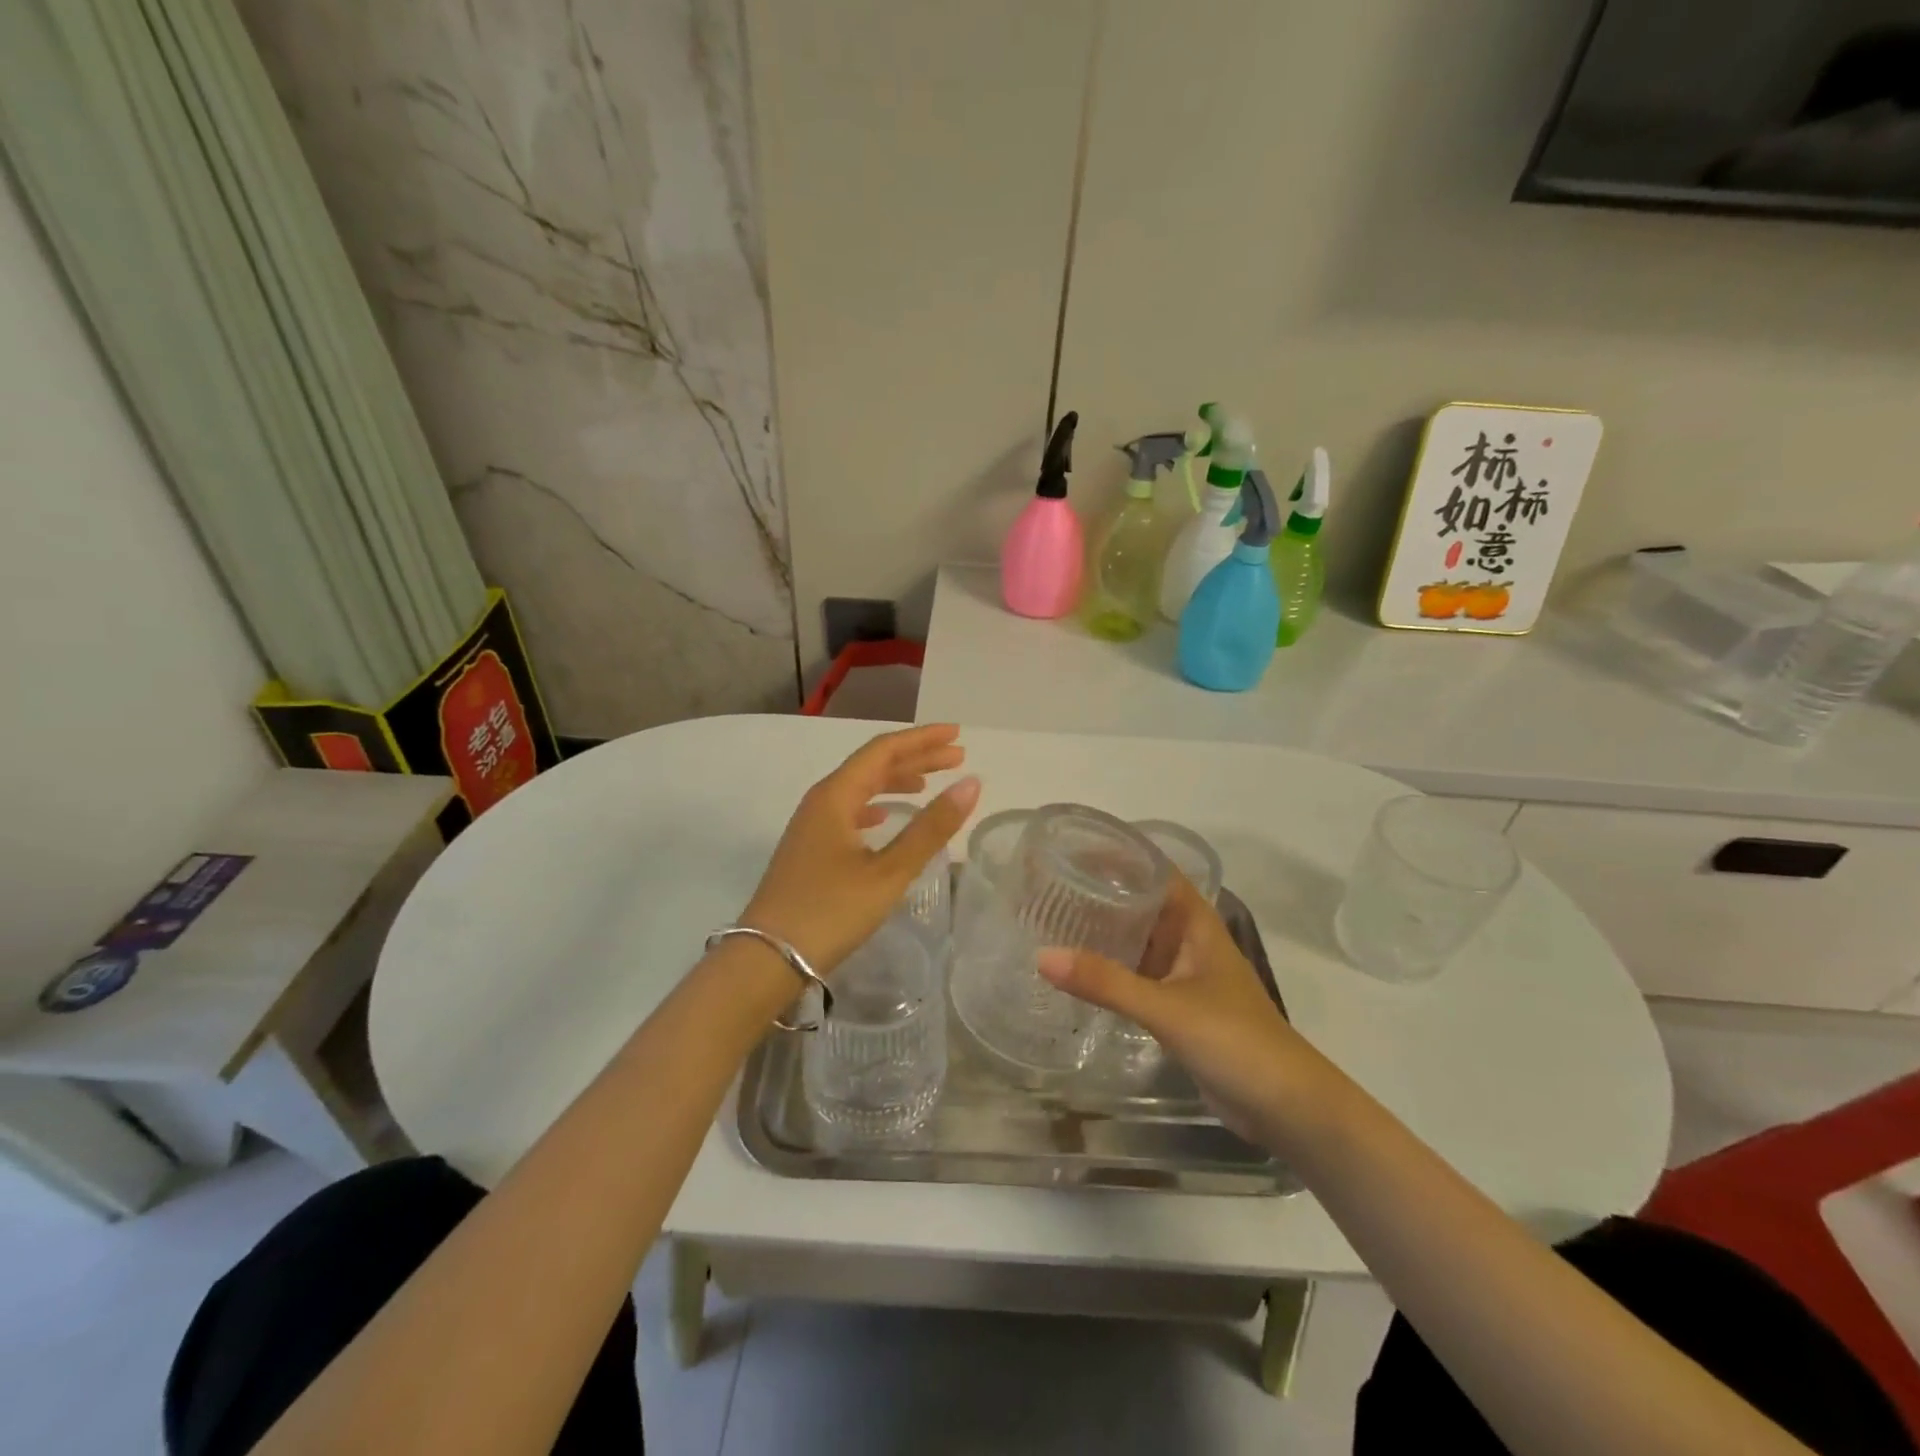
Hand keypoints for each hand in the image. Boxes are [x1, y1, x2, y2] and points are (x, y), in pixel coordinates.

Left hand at [742, 723, 979, 974]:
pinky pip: (848, 811)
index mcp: (835, 795)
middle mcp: (821, 801)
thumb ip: (931, 828)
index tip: (957, 735)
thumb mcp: (888, 872)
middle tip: (956, 756)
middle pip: (872, 765)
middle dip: (915, 758)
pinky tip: (885, 817)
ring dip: (896, 781)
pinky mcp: (809, 848)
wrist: (767, 958)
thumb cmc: (830, 911)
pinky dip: (875, 806)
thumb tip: (971, 784)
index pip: (883, 750)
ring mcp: (811, 825)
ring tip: (928, 783)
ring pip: (860, 788)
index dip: (922, 740)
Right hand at [1038, 876, 1321, 1146]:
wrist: (1286, 1108)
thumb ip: (1106, 983)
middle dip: (1102, 892)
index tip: (1074, 847)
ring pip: (1139, 941)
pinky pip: (1137, 976)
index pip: (1155, 871)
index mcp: (1196, 924)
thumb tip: (1042, 956)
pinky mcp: (1177, 1008)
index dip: (1120, 854)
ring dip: (1105, 932)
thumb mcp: (1167, 1007)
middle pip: (1142, 903)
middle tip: (1051, 884)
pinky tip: (1078, 973)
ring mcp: (1184, 976)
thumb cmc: (1236, 1040)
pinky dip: (1110, 970)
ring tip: (1055, 920)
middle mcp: (1189, 942)